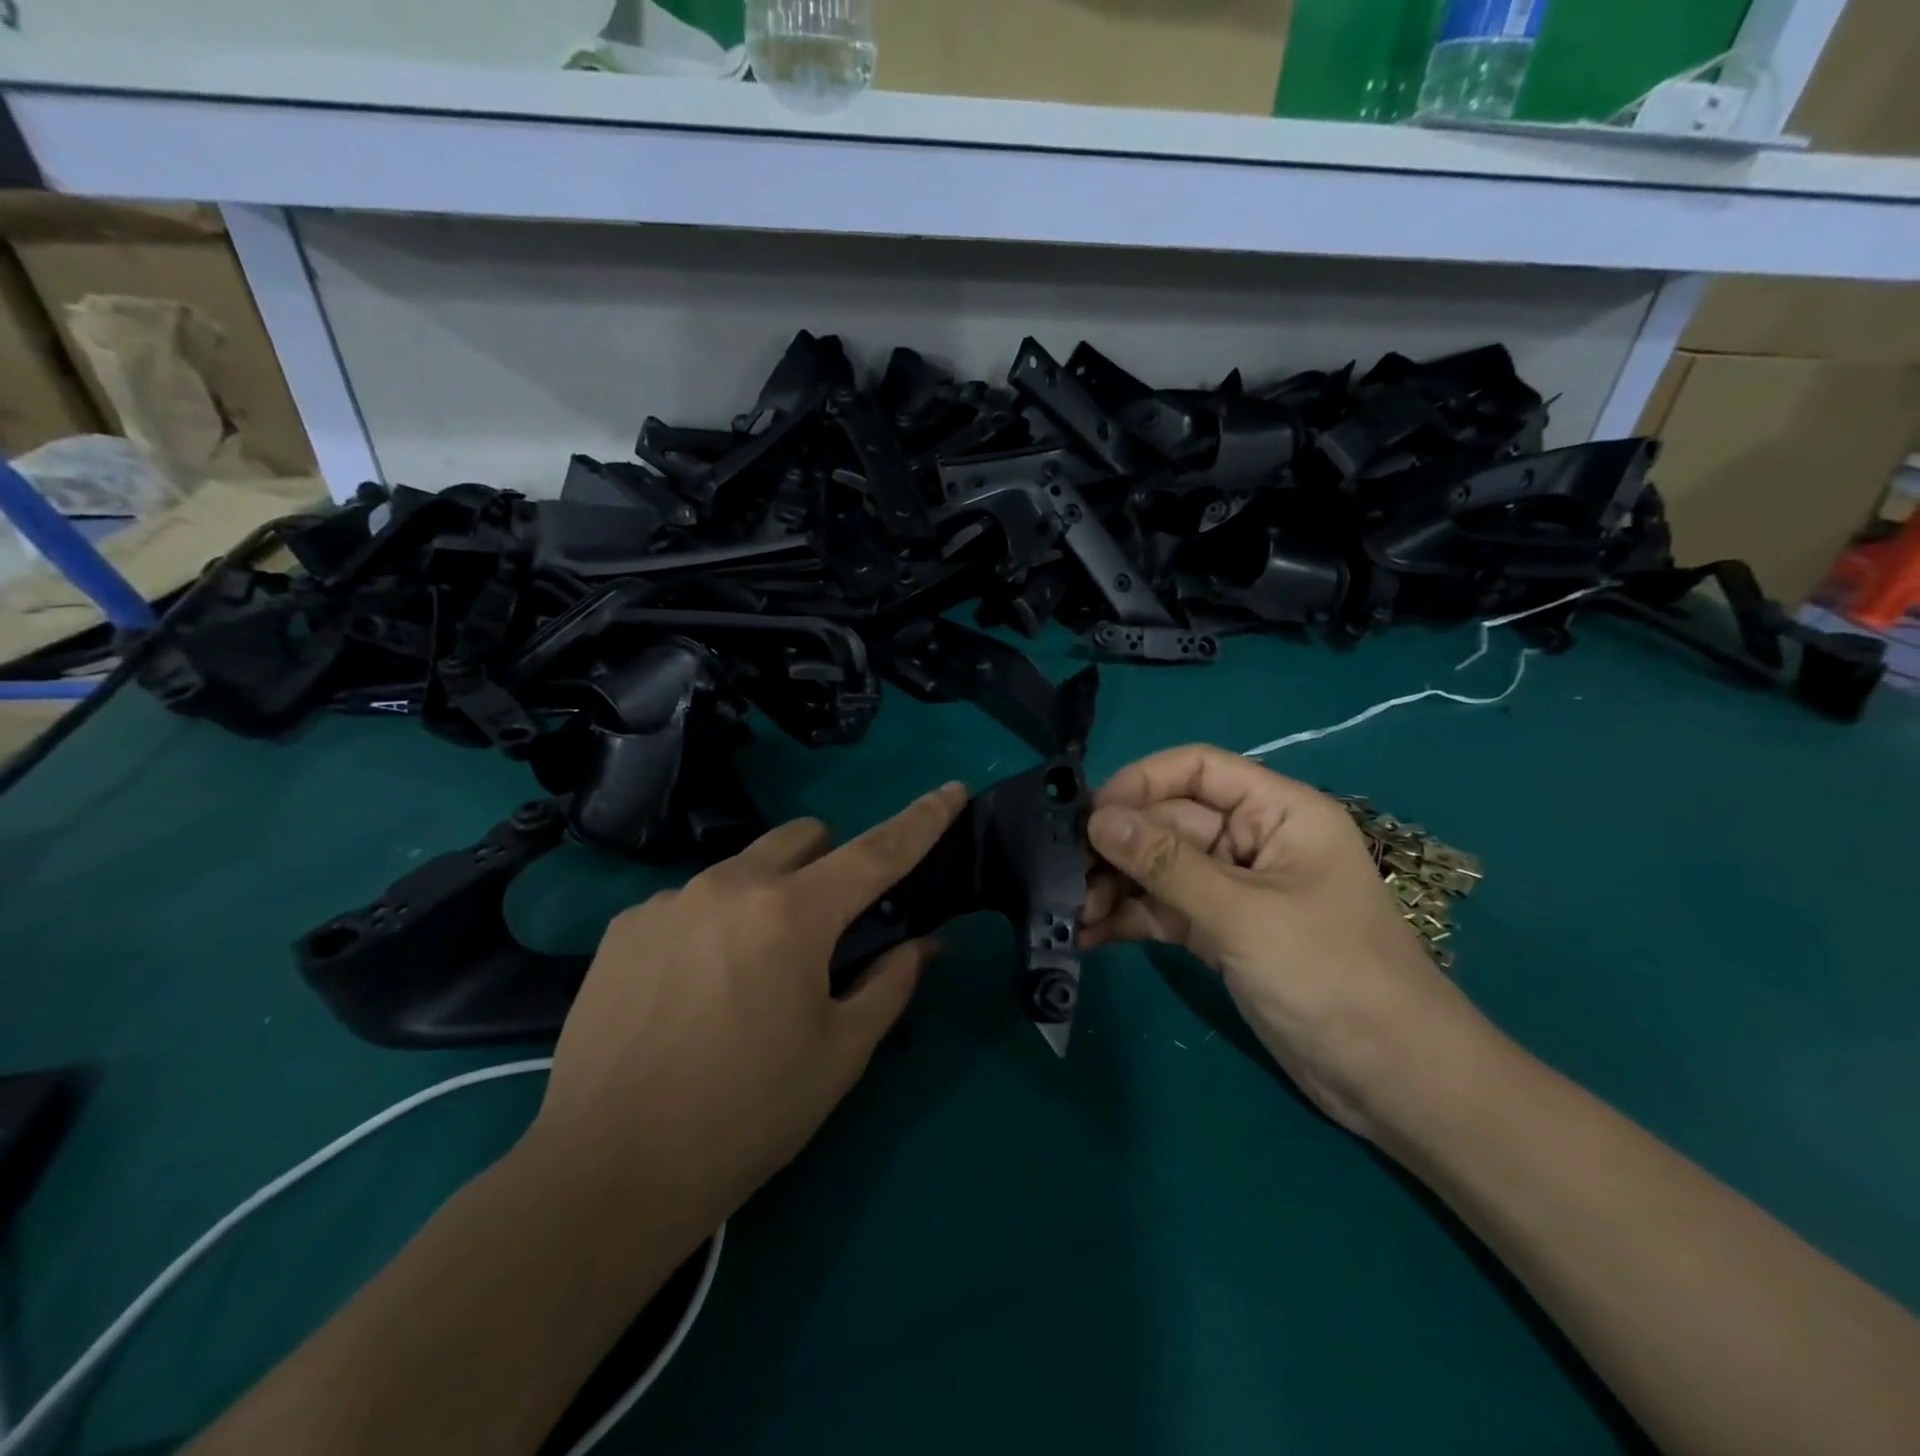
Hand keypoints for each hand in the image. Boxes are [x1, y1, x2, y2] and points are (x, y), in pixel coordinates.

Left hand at [525, 782, 968, 1232]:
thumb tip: (922, 943)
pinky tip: (690, 992)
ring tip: (747, 975)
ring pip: (744, 867)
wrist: (606, 1174)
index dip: (922, 819)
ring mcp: (669, 900)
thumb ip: (890, 983)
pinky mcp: (624, 927)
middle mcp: (730, 885)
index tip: (952, 789)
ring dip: (768, 897)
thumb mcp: (840, 1054)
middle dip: (830, 866)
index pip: (877, 851)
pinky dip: (712, 925)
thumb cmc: (746, 1115)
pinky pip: (690, 901)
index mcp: (793, 913)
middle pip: (804, 837)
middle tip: (827, 933)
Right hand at [1082, 745, 1485, 1139]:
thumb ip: (1168, 865)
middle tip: (1065, 872)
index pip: (1198, 769)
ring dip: (1115, 884)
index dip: (1142, 781)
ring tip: (1071, 910)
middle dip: (1118, 845)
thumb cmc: (1334, 977)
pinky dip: (1128, 918)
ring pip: (1160, 868)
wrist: (1393, 1082)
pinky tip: (1088, 934)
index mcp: (1277, 812)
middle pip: (1170, 821)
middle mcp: (1252, 841)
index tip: (1091, 814)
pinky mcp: (1220, 933)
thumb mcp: (1245, 915)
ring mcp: (1233, 889)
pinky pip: (1163, 909)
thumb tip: (1098, 818)